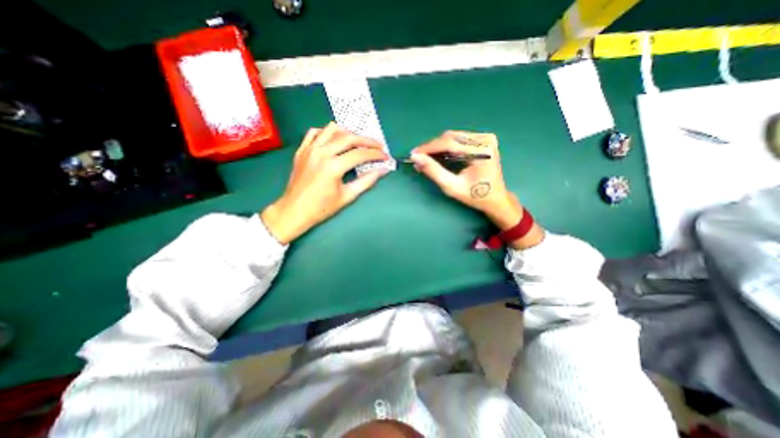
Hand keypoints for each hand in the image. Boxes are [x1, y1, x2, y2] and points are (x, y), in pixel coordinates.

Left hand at [262, 123, 390, 244]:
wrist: (294, 211)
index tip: (385, 156)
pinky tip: (334, 140)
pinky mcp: (301, 150)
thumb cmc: (322, 207)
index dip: (375, 154)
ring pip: (332, 130)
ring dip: (348, 133)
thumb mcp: (347, 196)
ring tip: (358, 141)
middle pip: (349, 138)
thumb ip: (366, 181)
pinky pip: (315, 132)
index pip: (360, 154)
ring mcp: (309, 149)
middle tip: (378, 146)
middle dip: (367, 141)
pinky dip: (327, 132)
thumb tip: (382, 170)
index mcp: (333, 166)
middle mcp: (321, 153)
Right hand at [411, 132, 518, 228]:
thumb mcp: (452, 186)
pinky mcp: (482, 140)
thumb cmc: (475, 196)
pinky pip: (458, 140)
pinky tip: (438, 156)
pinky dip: (446, 147)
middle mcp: (485, 139)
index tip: (414, 154)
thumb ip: (433, 171)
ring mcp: (485, 138)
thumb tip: (416, 158)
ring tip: (426, 158)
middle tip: (418, 158)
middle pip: (450, 137)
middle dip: (432, 147)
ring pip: (453, 137)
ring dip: (437, 147)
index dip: (429, 148)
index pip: (449, 143)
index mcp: (481, 150)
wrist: (495, 199)